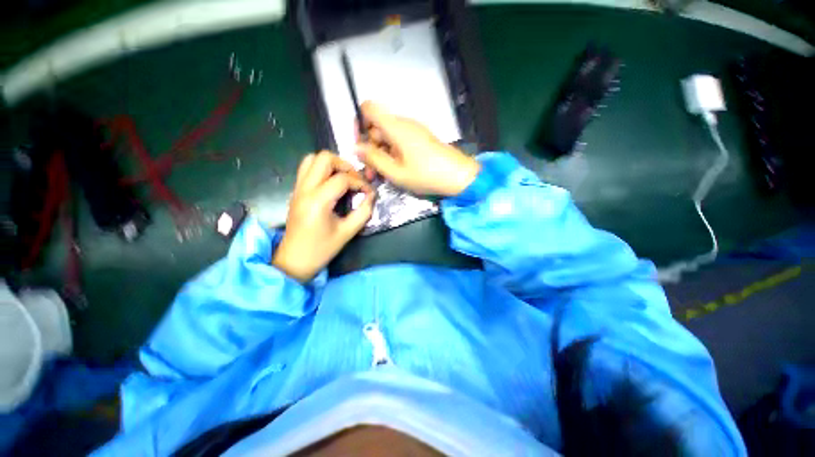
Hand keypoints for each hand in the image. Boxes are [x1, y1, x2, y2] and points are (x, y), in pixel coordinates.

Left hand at [272, 151, 374, 281]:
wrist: (294, 260)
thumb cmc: (322, 249)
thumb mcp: (348, 232)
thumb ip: (363, 212)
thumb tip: (371, 196)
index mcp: (318, 201)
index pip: (342, 179)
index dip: (360, 183)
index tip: (369, 193)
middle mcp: (305, 189)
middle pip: (324, 158)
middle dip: (345, 165)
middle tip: (355, 179)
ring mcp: (297, 188)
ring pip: (312, 159)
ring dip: (331, 164)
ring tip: (344, 178)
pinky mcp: (296, 191)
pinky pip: (307, 169)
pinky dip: (322, 170)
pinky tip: (332, 184)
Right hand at [355, 101, 480, 196]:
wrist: (459, 176)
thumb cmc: (426, 175)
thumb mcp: (396, 172)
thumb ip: (374, 159)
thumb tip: (356, 148)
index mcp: (396, 127)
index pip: (369, 108)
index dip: (359, 123)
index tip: (360, 145)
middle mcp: (404, 124)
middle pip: (377, 127)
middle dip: (370, 148)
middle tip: (370, 173)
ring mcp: (413, 132)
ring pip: (388, 138)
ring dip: (381, 155)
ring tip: (381, 176)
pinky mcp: (420, 140)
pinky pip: (399, 143)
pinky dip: (392, 155)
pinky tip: (394, 172)